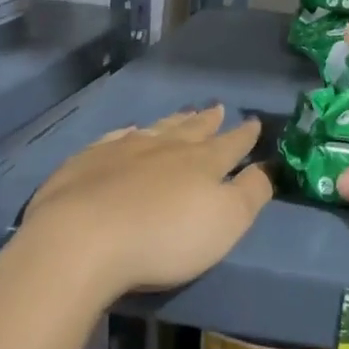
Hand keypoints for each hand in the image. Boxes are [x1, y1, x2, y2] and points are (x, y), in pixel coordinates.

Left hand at [8, 107, 271, 304]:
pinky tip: (127, 132)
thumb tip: (268, 167)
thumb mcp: (225, 222)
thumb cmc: (164, 237)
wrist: (80, 240)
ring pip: (156, 128)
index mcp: (202, 162)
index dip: (245, 135)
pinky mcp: (85, 163)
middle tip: (218, 108)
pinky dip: (127, 133)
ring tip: (183, 114)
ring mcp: (123, 150)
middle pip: (192, 129)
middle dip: (208, 121)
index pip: (231, 144)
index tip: (254, 122)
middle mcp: (165, 147)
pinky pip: (114, 138)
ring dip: (173, 121)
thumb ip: (251, 193)